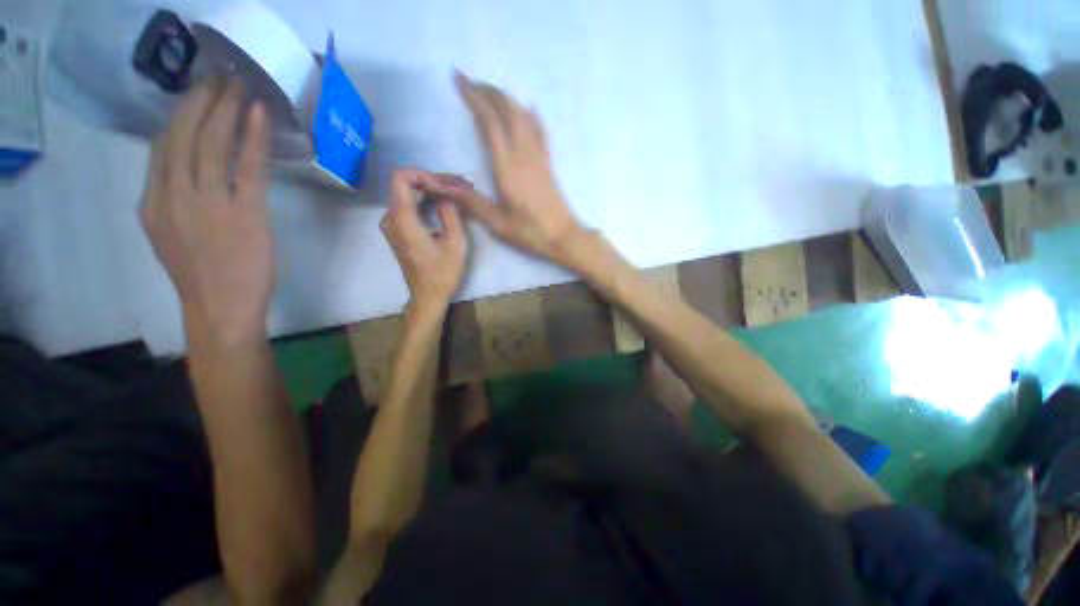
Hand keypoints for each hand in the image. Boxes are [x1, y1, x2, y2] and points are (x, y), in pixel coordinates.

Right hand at [140, 80, 273, 343]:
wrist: (220, 311)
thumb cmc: (204, 278)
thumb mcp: (172, 235)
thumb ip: (175, 201)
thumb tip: (189, 169)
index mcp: (153, 203)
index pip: (162, 145)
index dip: (180, 113)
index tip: (196, 91)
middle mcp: (173, 196)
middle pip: (184, 135)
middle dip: (202, 100)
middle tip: (220, 76)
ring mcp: (207, 204)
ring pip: (211, 143)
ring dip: (226, 109)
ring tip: (239, 85)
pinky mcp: (244, 214)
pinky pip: (247, 167)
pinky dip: (252, 137)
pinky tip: (259, 114)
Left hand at [381, 169, 469, 312]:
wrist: (428, 295)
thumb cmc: (443, 273)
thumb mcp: (455, 242)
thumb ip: (450, 212)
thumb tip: (448, 192)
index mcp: (402, 218)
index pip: (401, 176)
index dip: (424, 174)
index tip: (446, 186)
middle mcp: (390, 217)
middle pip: (407, 184)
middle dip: (433, 182)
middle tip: (460, 186)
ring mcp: (391, 224)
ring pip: (408, 194)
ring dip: (432, 191)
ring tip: (457, 194)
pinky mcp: (397, 229)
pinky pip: (409, 206)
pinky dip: (427, 201)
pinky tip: (446, 205)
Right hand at [451, 72, 587, 266]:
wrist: (564, 236)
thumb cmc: (531, 232)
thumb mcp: (498, 224)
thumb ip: (473, 203)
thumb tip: (445, 187)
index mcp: (507, 168)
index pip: (489, 122)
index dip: (474, 98)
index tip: (459, 80)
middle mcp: (523, 155)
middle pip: (507, 111)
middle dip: (488, 91)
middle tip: (470, 82)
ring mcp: (539, 157)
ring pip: (523, 116)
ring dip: (506, 99)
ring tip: (490, 92)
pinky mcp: (548, 163)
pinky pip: (540, 131)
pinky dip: (531, 115)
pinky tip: (527, 109)